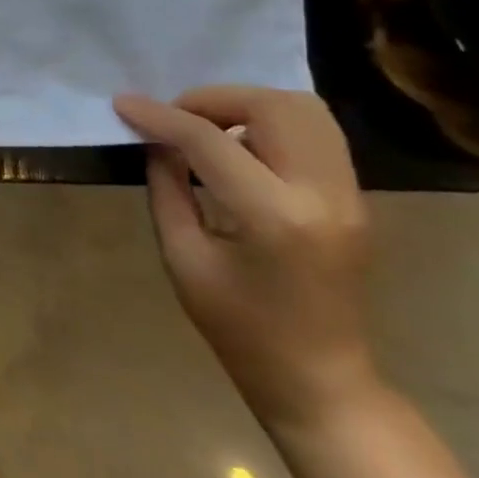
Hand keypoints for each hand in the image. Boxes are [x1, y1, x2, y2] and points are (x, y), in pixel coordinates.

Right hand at [113, 86, 376, 432]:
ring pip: (306, 110)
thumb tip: (157, 142)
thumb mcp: (183, 257)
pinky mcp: (355, 198)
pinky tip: (238, 146)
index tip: (123, 104)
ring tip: (206, 126)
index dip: (160, 117)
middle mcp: (323, 195)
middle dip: (213, 99)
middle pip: (275, 107)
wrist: (320, 378)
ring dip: (247, 104)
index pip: (210, 142)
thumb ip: (168, 189)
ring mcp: (350, 195)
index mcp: (274, 217)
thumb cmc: (238, 327)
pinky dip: (271, 123)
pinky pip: (315, 133)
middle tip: (174, 117)